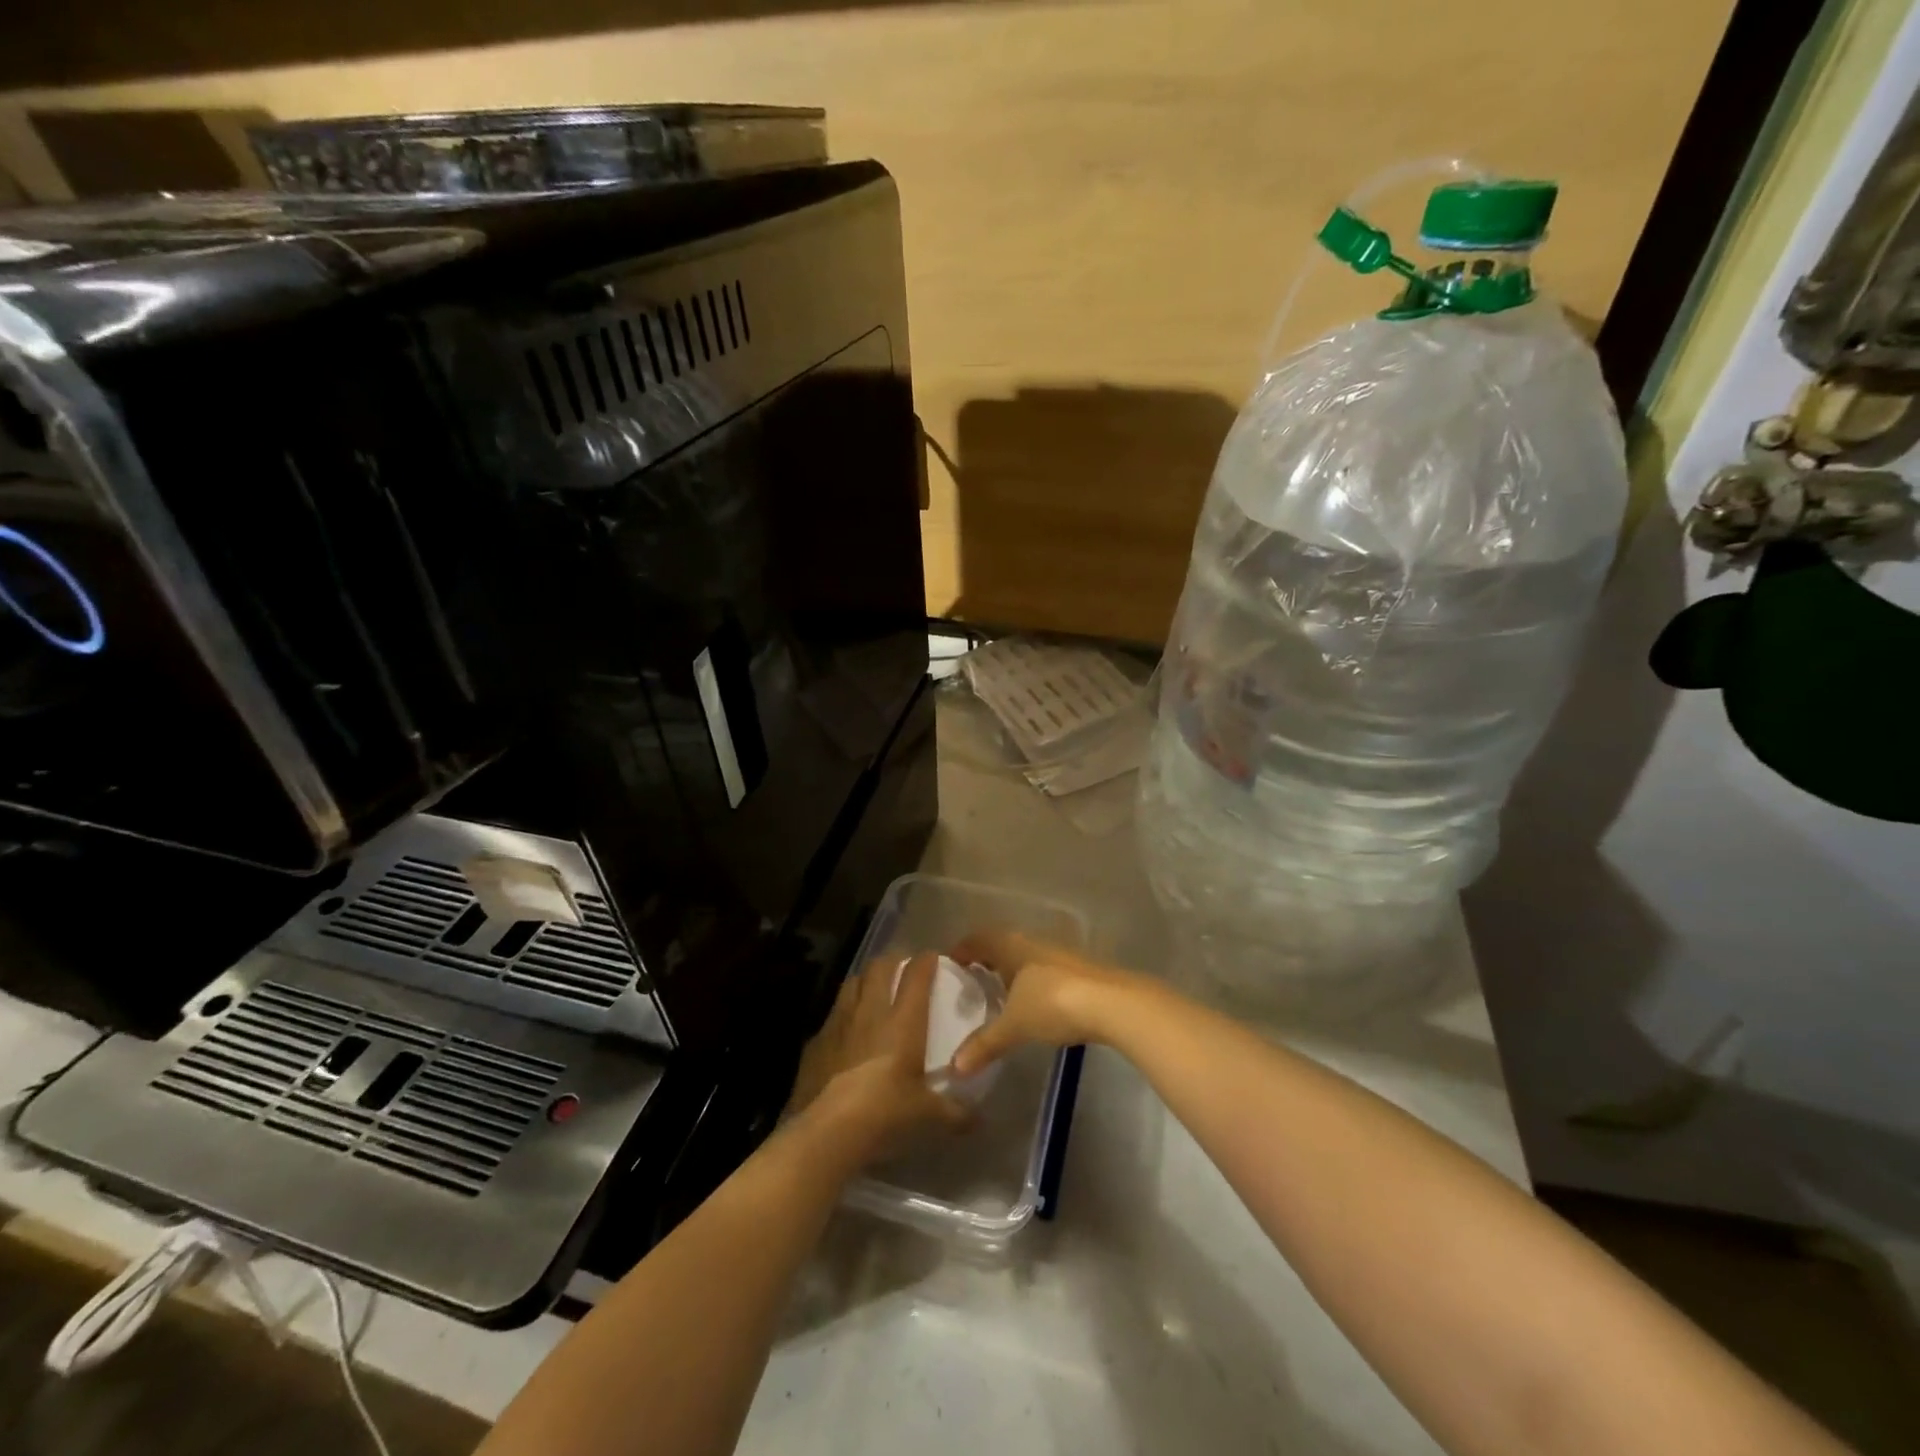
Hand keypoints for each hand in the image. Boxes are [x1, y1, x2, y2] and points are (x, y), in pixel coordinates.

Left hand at [785, 952, 968, 1169]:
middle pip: (879, 967)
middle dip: (892, 962)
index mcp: (903, 1021)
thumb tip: (978, 1120)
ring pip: (852, 983)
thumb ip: (955, 1113)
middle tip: (901, 970)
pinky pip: (832, 1015)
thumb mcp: (927, 1115)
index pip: (916, 974)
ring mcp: (839, 1023)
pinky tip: (846, 1032)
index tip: (932, 958)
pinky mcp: (816, 1041)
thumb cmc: (886, 1113)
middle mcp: (870, 1012)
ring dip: (864, 981)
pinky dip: (843, 1015)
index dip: (925, 961)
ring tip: (872, 991)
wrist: (827, 1131)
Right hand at [949, 931, 1142, 1076]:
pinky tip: (1034, 1003)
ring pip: (1027, 957)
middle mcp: (1034, 943)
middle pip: (1004, 944)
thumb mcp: (1014, 1026)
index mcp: (1012, 946)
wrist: (1113, 1003)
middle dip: (987, 959)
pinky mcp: (1080, 971)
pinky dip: (1032, 982)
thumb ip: (985, 1044)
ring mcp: (1061, 955)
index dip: (964, 948)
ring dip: (1012, 970)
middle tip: (971, 980)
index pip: (980, 938)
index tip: (950, 962)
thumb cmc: (1054, 1003)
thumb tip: (954, 1068)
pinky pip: (1045, 970)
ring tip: (1000, 994)